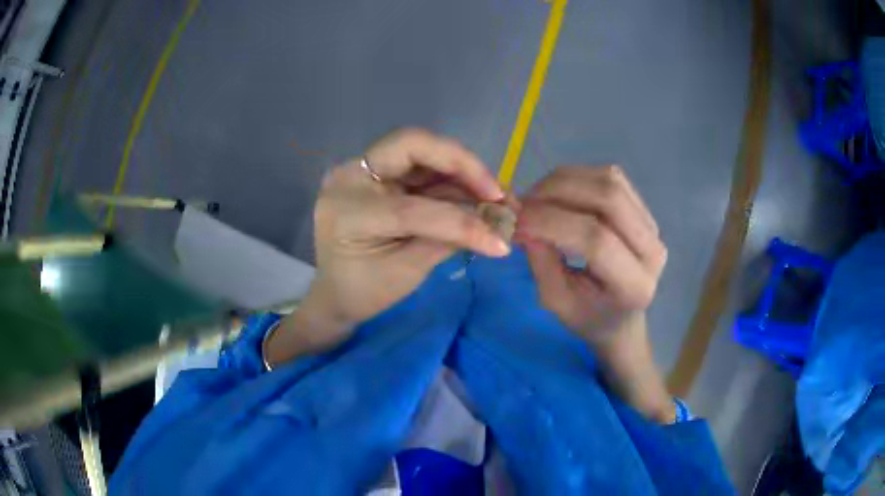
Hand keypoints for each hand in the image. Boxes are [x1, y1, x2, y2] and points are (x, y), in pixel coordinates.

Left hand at [266, 129, 507, 364]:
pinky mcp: (375, 171)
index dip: (461, 223)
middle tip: (495, 191)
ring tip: (493, 195)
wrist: (335, 292)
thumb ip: (448, 241)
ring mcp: (361, 169)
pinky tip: (474, 193)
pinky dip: (450, 176)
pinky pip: (419, 163)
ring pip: (420, 149)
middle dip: (462, 164)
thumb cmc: (364, 291)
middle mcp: (349, 178)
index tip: (499, 242)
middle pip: (412, 144)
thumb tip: (496, 225)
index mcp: (348, 212)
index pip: (412, 209)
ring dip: (462, 169)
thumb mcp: (406, 273)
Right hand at [516, 166, 673, 422]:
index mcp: (634, 286)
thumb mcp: (556, 303)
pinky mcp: (644, 208)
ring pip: (609, 180)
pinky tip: (558, 193)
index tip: (516, 222)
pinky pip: (611, 176)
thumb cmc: (588, 317)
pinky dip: (577, 177)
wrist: (621, 317)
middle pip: (608, 197)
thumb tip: (522, 220)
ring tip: (537, 198)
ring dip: (564, 180)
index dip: (551, 223)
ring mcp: (652, 224)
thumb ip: (541, 263)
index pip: (596, 240)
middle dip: (557, 192)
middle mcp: (652, 249)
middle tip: (524, 204)